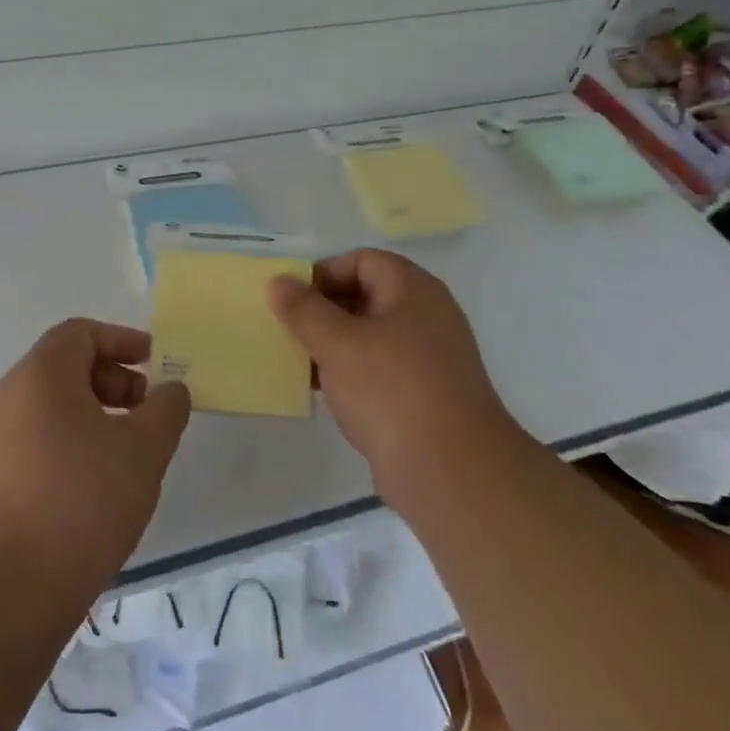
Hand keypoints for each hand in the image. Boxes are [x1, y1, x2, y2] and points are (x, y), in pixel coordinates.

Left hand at [0, 319, 189, 611]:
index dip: (123, 341)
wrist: (7, 589)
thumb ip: (166, 409)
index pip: (81, 333)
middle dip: (113, 381)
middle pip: (65, 367)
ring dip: (94, 415)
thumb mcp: (144, 450)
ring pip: (51, 406)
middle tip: (147, 416)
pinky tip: (94, 485)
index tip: (156, 367)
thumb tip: (169, 390)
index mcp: (40, 375)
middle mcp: (8, 396)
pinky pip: (36, 439)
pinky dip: (70, 443)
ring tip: (127, 454)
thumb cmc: (82, 501)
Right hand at [268, 249, 513, 496]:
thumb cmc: (391, 389)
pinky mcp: (422, 396)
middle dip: (322, 310)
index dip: (324, 272)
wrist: (450, 469)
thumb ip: (303, 309)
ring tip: (295, 360)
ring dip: (331, 344)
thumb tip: (279, 281)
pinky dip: (348, 374)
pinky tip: (320, 391)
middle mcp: (425, 317)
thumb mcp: (337, 342)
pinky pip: (377, 371)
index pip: (362, 261)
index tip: (291, 299)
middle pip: (365, 296)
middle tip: (286, 328)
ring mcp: (427, 359)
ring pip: (368, 337)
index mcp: (414, 290)